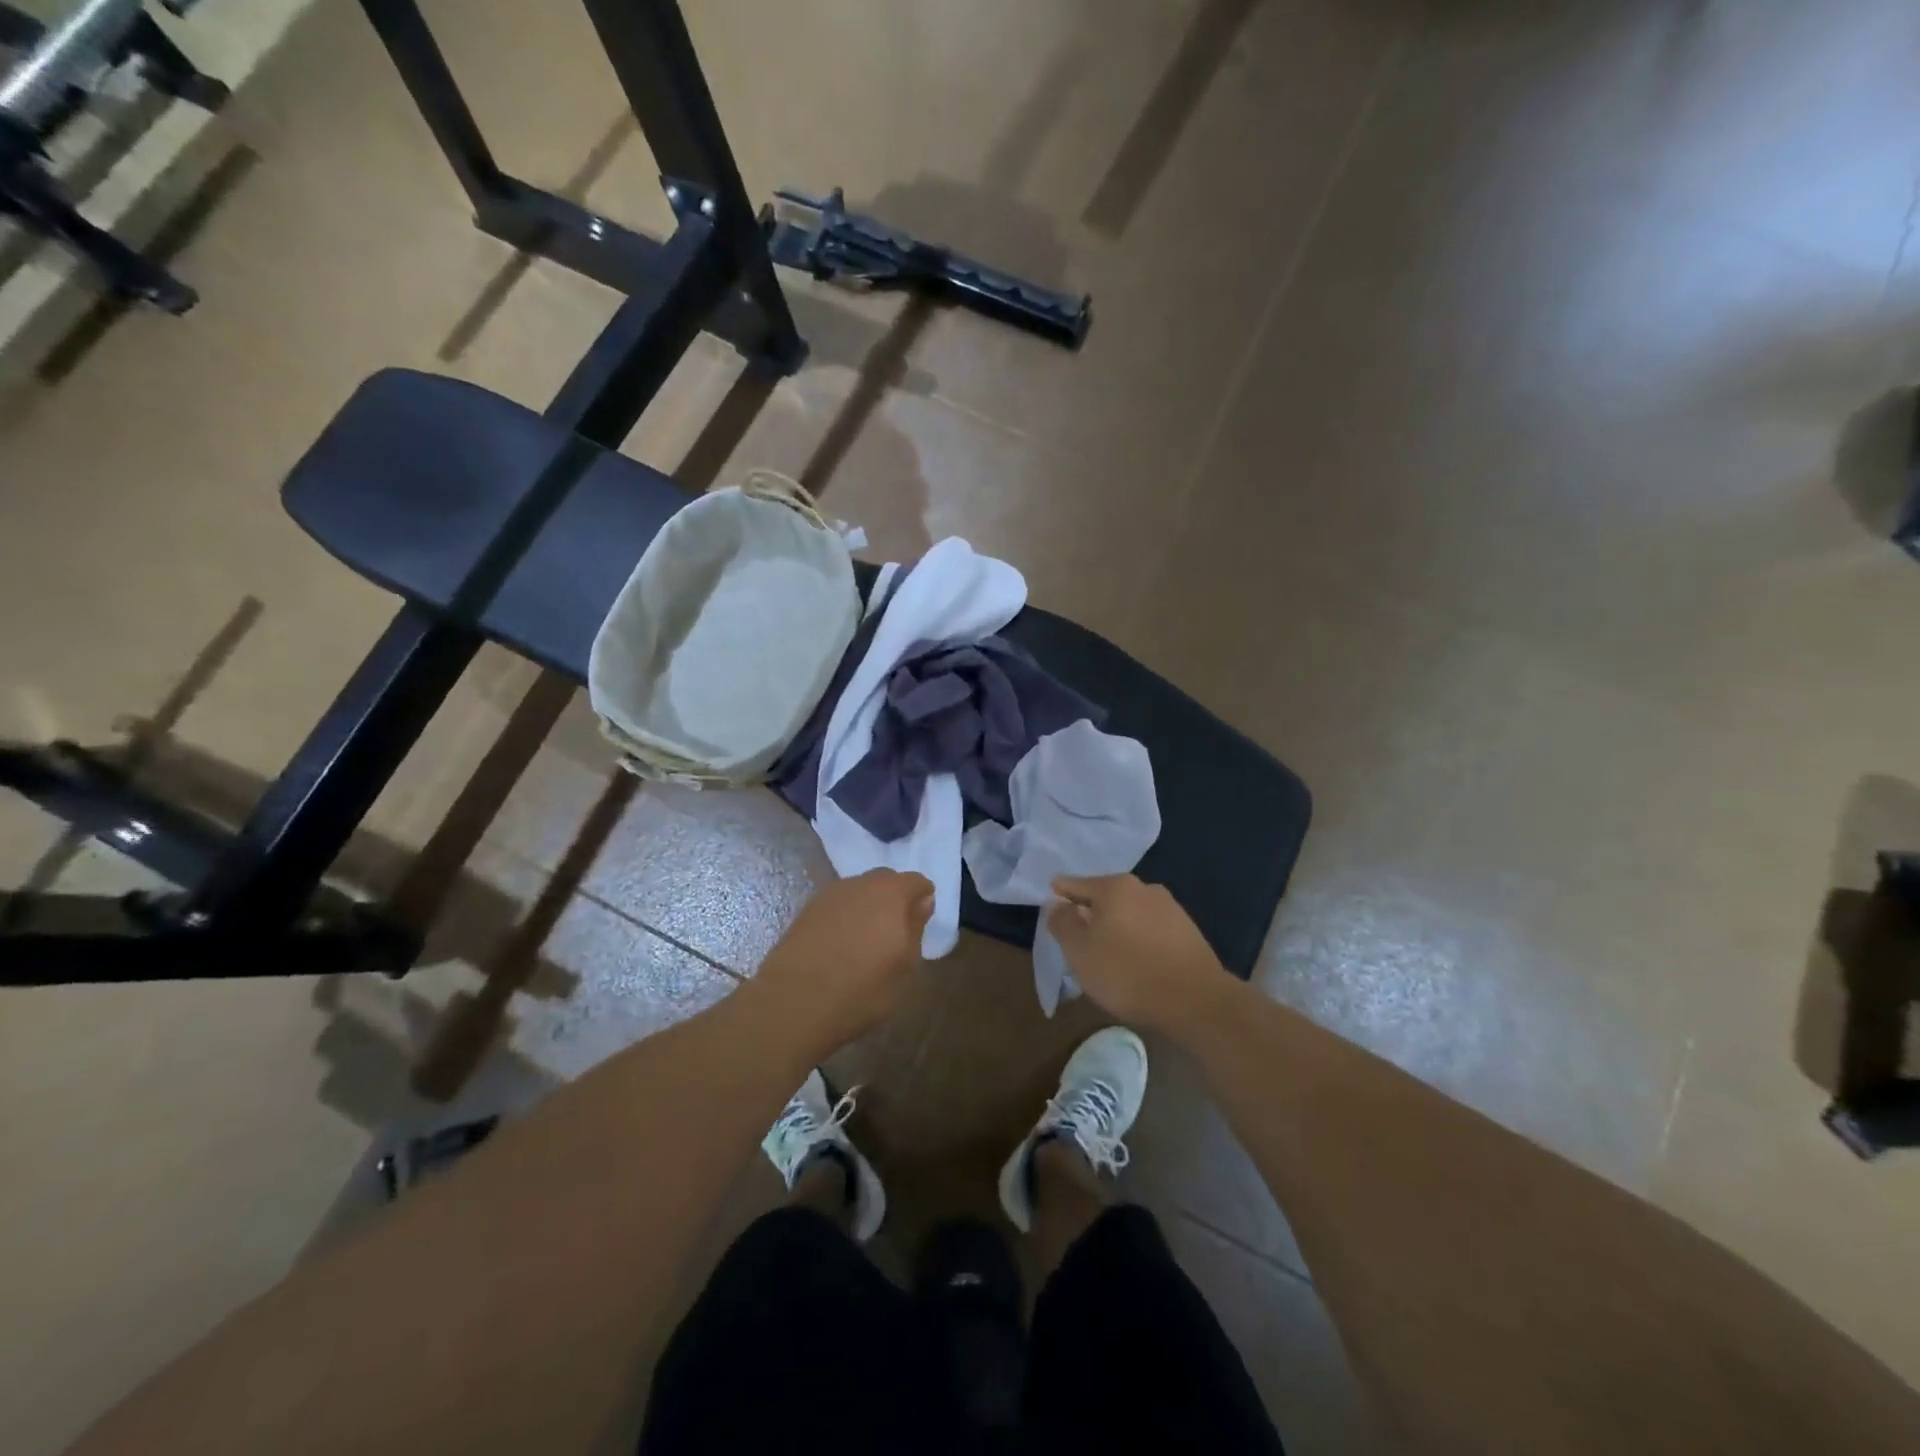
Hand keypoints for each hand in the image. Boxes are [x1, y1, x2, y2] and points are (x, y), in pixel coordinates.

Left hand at [756, 869, 933, 1050]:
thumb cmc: (862, 989)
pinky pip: (837, 905)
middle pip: (886, 880)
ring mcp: (830, 894)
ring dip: (867, 907)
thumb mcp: (905, 967)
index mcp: (891, 893)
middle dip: (894, 899)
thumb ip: (916, 927)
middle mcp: (861, 884)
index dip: (922, 900)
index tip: (919, 924)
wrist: (794, 1001)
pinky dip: (844, 917)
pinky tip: (840, 945)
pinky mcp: (807, 909)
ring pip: (859, 891)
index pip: (917, 882)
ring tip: (864, 941)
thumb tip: (922, 902)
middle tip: (894, 933)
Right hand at [1047, 874, 1232, 1032]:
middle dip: (1092, 910)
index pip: (1078, 884)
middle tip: (1077, 929)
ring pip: (1132, 913)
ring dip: (1118, 925)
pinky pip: (1152, 930)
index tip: (1052, 894)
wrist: (1195, 1001)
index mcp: (1115, 887)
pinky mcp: (1189, 933)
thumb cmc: (1126, 972)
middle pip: (1107, 896)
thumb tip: (1057, 904)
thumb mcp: (1079, 951)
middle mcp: (1145, 888)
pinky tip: (1136, 958)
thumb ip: (1063, 923)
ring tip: (1107, 948)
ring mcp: (1171, 909)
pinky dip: (1139, 938)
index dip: (1062, 891)